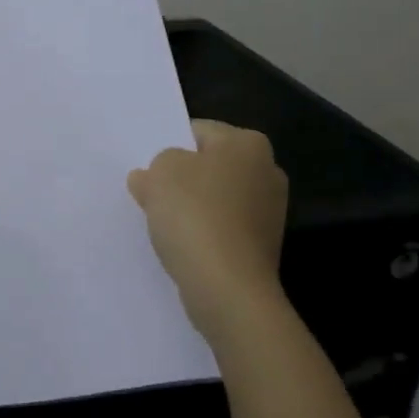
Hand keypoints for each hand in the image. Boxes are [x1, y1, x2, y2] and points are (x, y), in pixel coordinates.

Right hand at [128, 120, 289, 340]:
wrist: (227, 286)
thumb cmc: (194, 215)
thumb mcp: (160, 173)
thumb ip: (155, 165)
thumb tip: (152, 176)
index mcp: (248, 143)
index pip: (198, 131)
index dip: (168, 147)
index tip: (149, 170)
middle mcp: (267, 170)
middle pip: (209, 165)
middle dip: (181, 178)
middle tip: (151, 195)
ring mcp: (269, 210)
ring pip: (215, 198)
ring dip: (191, 208)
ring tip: (164, 225)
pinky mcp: (262, 244)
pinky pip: (223, 227)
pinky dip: (203, 233)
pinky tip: (183, 245)